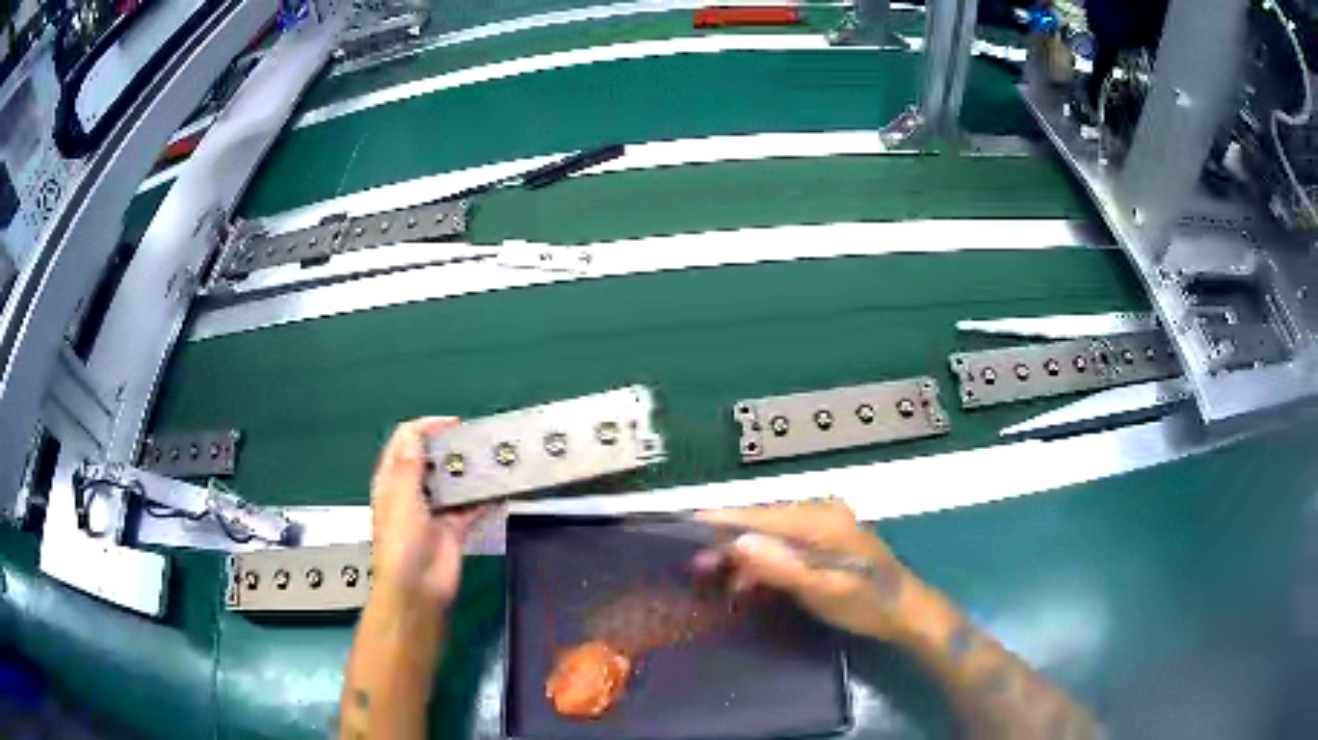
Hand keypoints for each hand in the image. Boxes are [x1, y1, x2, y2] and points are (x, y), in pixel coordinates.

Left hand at [369, 417, 487, 611]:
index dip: (427, 427)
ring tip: (492, 458)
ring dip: (469, 470)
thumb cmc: (401, 542)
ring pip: (453, 481)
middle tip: (477, 441)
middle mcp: (412, 490)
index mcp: (392, 479)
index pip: (406, 440)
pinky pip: (471, 506)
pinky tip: (500, 488)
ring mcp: (435, 509)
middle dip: (452, 446)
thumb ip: (409, 464)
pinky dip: (484, 497)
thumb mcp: (401, 497)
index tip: (454, 424)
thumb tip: (416, 432)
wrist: (417, 588)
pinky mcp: (455, 527)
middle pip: (432, 458)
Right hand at [694, 501, 912, 639]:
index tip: (684, 524)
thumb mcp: (824, 589)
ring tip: (715, 580)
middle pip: (763, 522)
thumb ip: (782, 566)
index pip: (761, 513)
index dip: (723, 520)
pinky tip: (748, 584)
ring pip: (771, 536)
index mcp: (821, 520)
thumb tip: (737, 542)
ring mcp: (824, 528)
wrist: (907, 613)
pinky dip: (763, 563)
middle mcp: (820, 514)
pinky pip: (784, 547)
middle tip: (695, 566)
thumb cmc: (868, 603)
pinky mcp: (825, 544)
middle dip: (728, 542)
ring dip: (744, 556)